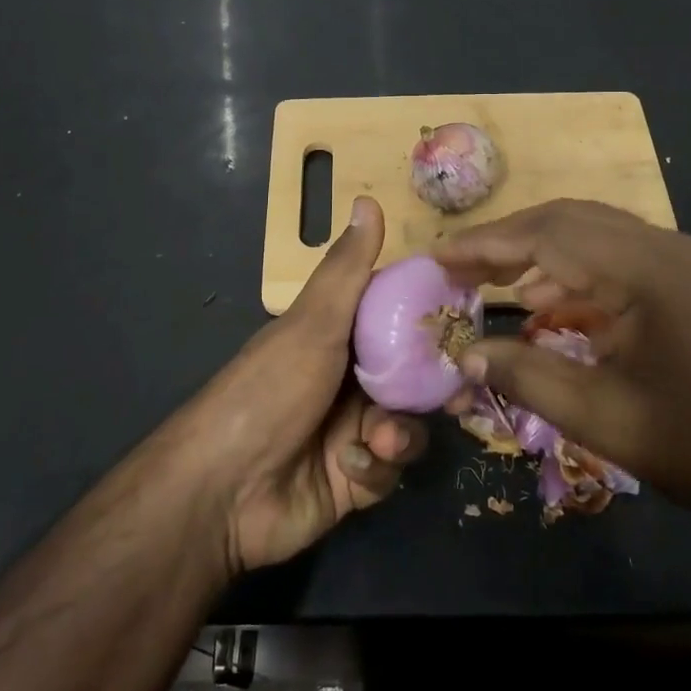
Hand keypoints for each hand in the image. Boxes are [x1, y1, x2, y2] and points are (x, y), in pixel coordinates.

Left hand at [178, 196, 426, 574]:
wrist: (224, 492)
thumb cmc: (271, 390)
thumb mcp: (314, 323)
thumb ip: (348, 269)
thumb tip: (368, 199)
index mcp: (337, 337)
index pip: (396, 318)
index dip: (430, 318)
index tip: (467, 321)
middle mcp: (347, 380)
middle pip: (412, 375)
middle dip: (432, 385)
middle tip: (459, 391)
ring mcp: (351, 430)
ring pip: (407, 423)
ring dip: (399, 431)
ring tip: (381, 439)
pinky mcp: (355, 478)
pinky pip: (389, 468)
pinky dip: (374, 466)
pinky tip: (350, 468)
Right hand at [434, 200, 690, 536]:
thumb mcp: (606, 418)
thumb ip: (528, 377)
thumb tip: (464, 356)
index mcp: (643, 269)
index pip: (546, 235)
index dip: (486, 244)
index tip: (437, 256)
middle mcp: (663, 246)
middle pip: (568, 220)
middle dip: (508, 239)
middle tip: (459, 265)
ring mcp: (684, 259)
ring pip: (594, 234)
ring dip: (541, 252)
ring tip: (494, 284)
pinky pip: (619, 258)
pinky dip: (576, 272)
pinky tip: (551, 304)